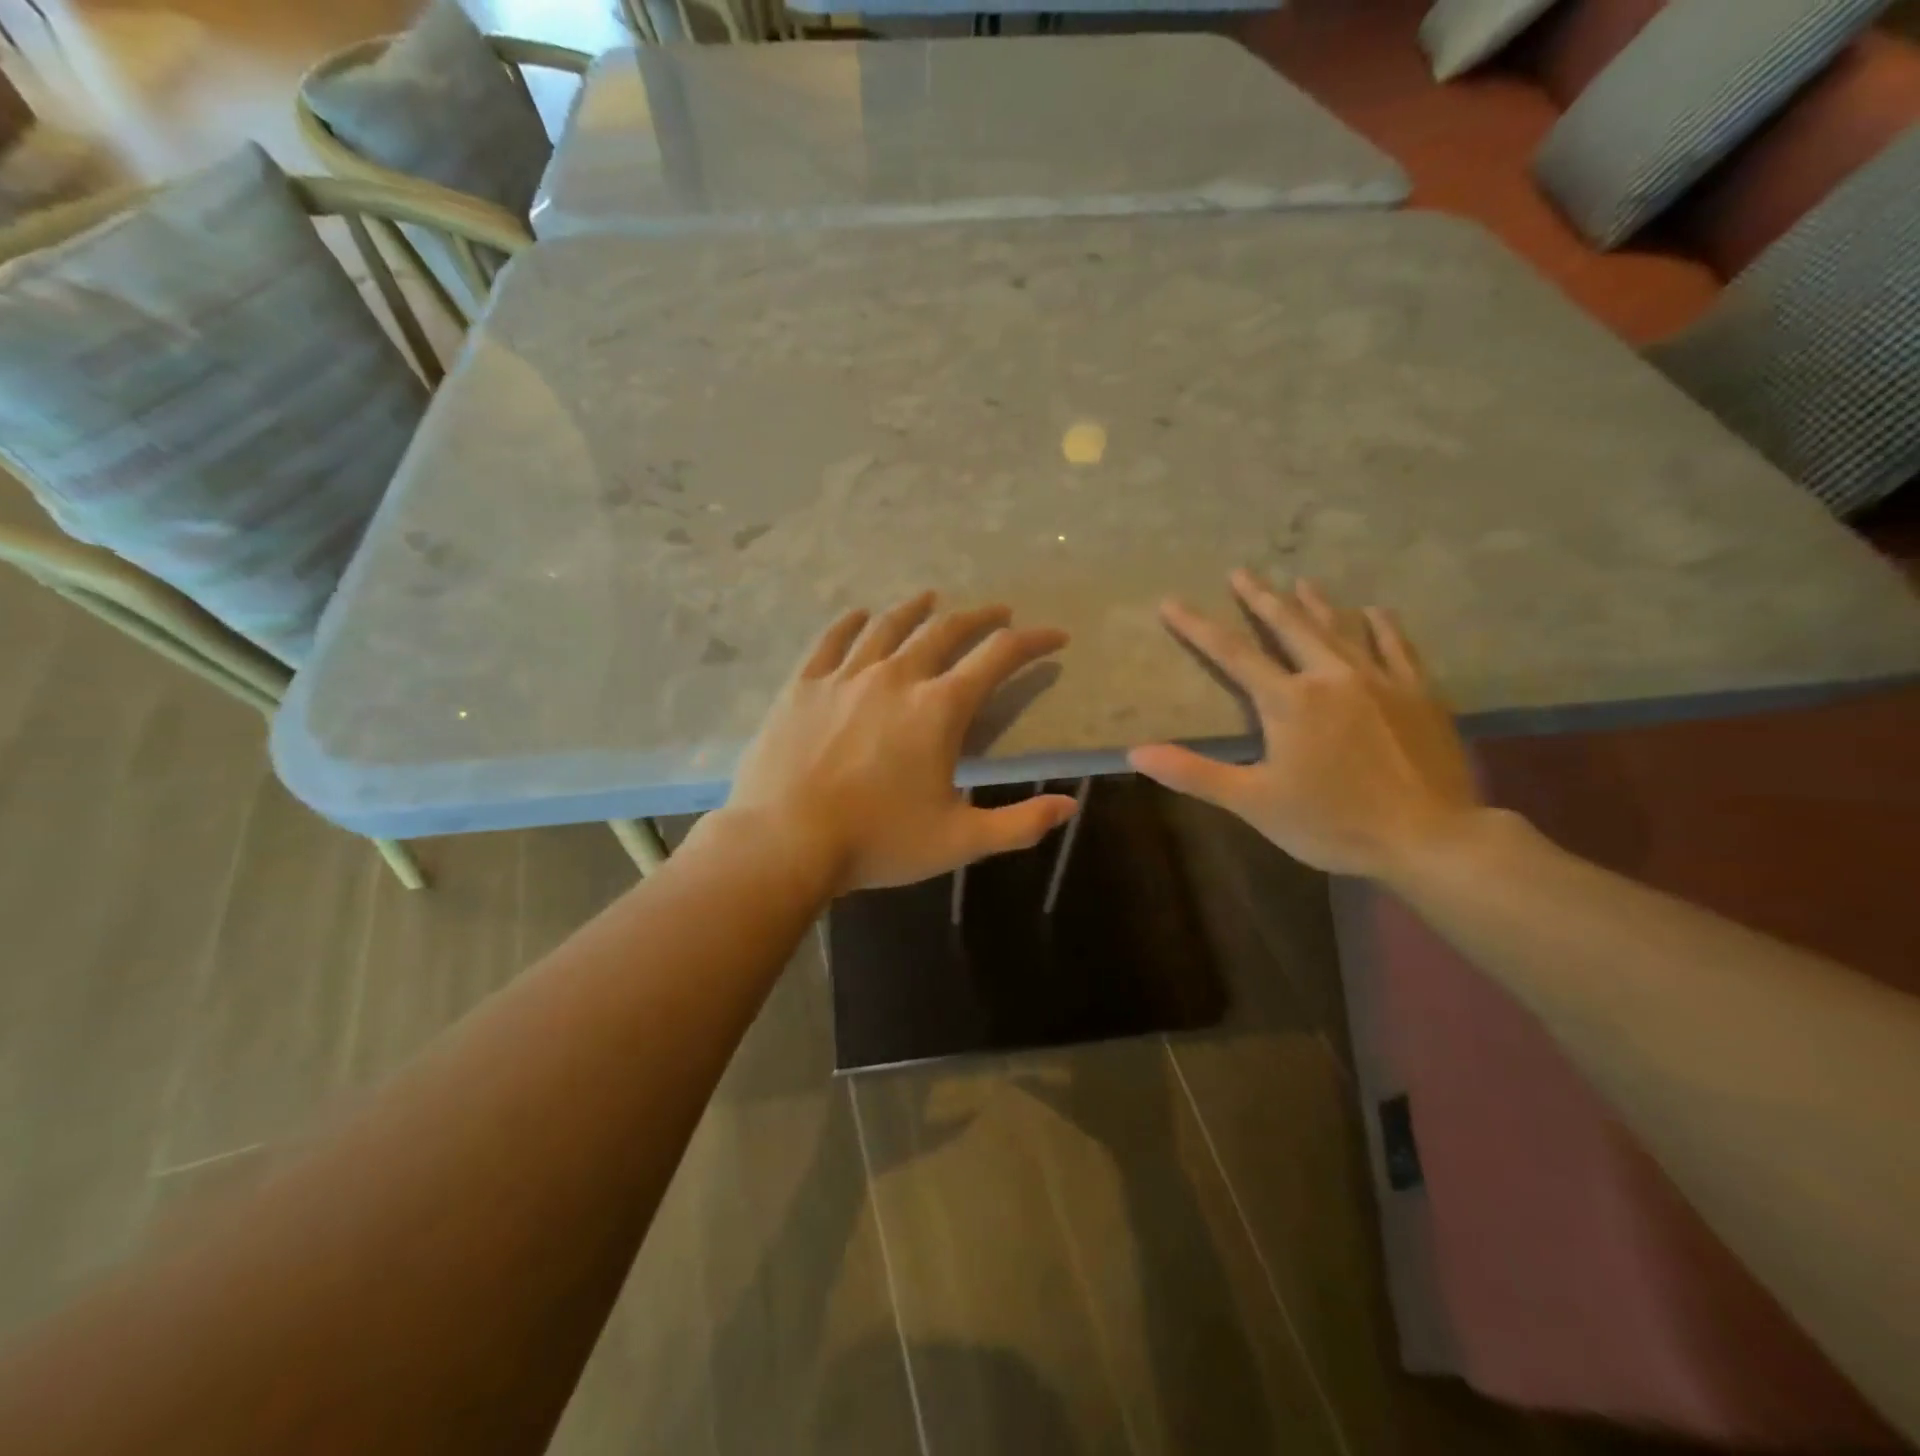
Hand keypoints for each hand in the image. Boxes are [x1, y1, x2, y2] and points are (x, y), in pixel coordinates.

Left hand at [725, 593, 1078, 895]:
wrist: (784, 842)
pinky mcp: (804, 685)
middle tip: (999, 613)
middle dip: (979, 617)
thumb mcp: (959, 841)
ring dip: (916, 609)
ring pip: (888, 626)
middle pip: (946, 630)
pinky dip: (850, 623)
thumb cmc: (877, 842)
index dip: (1033, 642)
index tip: (1054, 637)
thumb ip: (1020, 823)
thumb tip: (1070, 806)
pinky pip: (830, 640)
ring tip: (932, 599)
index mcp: (939, 708)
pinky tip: (858, 614)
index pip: (998, 657)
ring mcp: (845, 676)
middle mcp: (897, 677)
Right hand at [1128, 571, 1482, 880]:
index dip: (1197, 626)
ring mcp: (1380, 680)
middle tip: (1242, 571)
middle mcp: (1331, 676)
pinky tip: (1375, 611)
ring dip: (1316, 603)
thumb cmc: (1333, 822)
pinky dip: (1381, 626)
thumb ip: (1194, 773)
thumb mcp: (1253, 802)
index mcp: (1289, 700)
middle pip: (1289, 625)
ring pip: (1341, 628)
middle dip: (1261, 597)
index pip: (1232, 653)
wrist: (1430, 838)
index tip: (1171, 601)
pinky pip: (1396, 646)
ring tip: (1300, 580)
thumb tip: (1135, 753)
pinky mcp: (1419, 693)